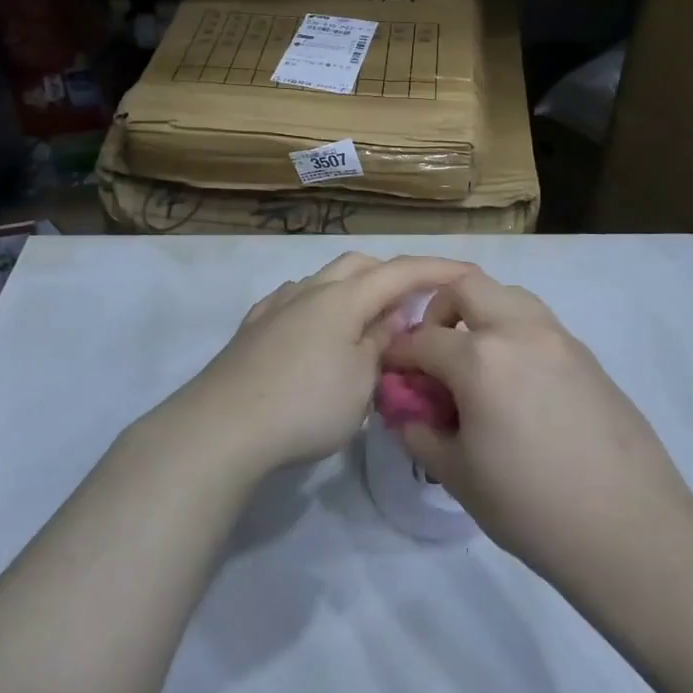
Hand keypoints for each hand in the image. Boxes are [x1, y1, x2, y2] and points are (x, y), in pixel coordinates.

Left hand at [175, 252, 475, 478]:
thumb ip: (381, 343)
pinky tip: (318, 332)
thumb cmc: (305, 405)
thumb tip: (392, 318)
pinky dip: (321, 308)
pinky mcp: (254, 328)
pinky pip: (297, 301)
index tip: (469, 272)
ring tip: (367, 325)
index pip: (401, 272)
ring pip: (325, 281)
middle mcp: (310, 290)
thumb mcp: (361, 382)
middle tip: (413, 306)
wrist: (222, 427)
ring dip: (354, 292)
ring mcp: (277, 306)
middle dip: (391, 276)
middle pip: (359, 265)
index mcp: (343, 298)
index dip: (438, 269)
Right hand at [384, 270, 692, 589]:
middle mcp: (519, 331)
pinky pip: (539, 322)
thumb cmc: (531, 507)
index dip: (399, 355)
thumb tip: (406, 411)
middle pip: (466, 286)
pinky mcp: (587, 355)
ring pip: (508, 294)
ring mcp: (559, 338)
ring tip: (476, 360)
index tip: (392, 373)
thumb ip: (421, 432)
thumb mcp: (458, 475)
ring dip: (481, 312)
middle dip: (438, 310)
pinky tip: (516, 382)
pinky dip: (514, 332)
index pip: (422, 339)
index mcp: (480, 359)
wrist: (629, 528)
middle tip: (434, 351)